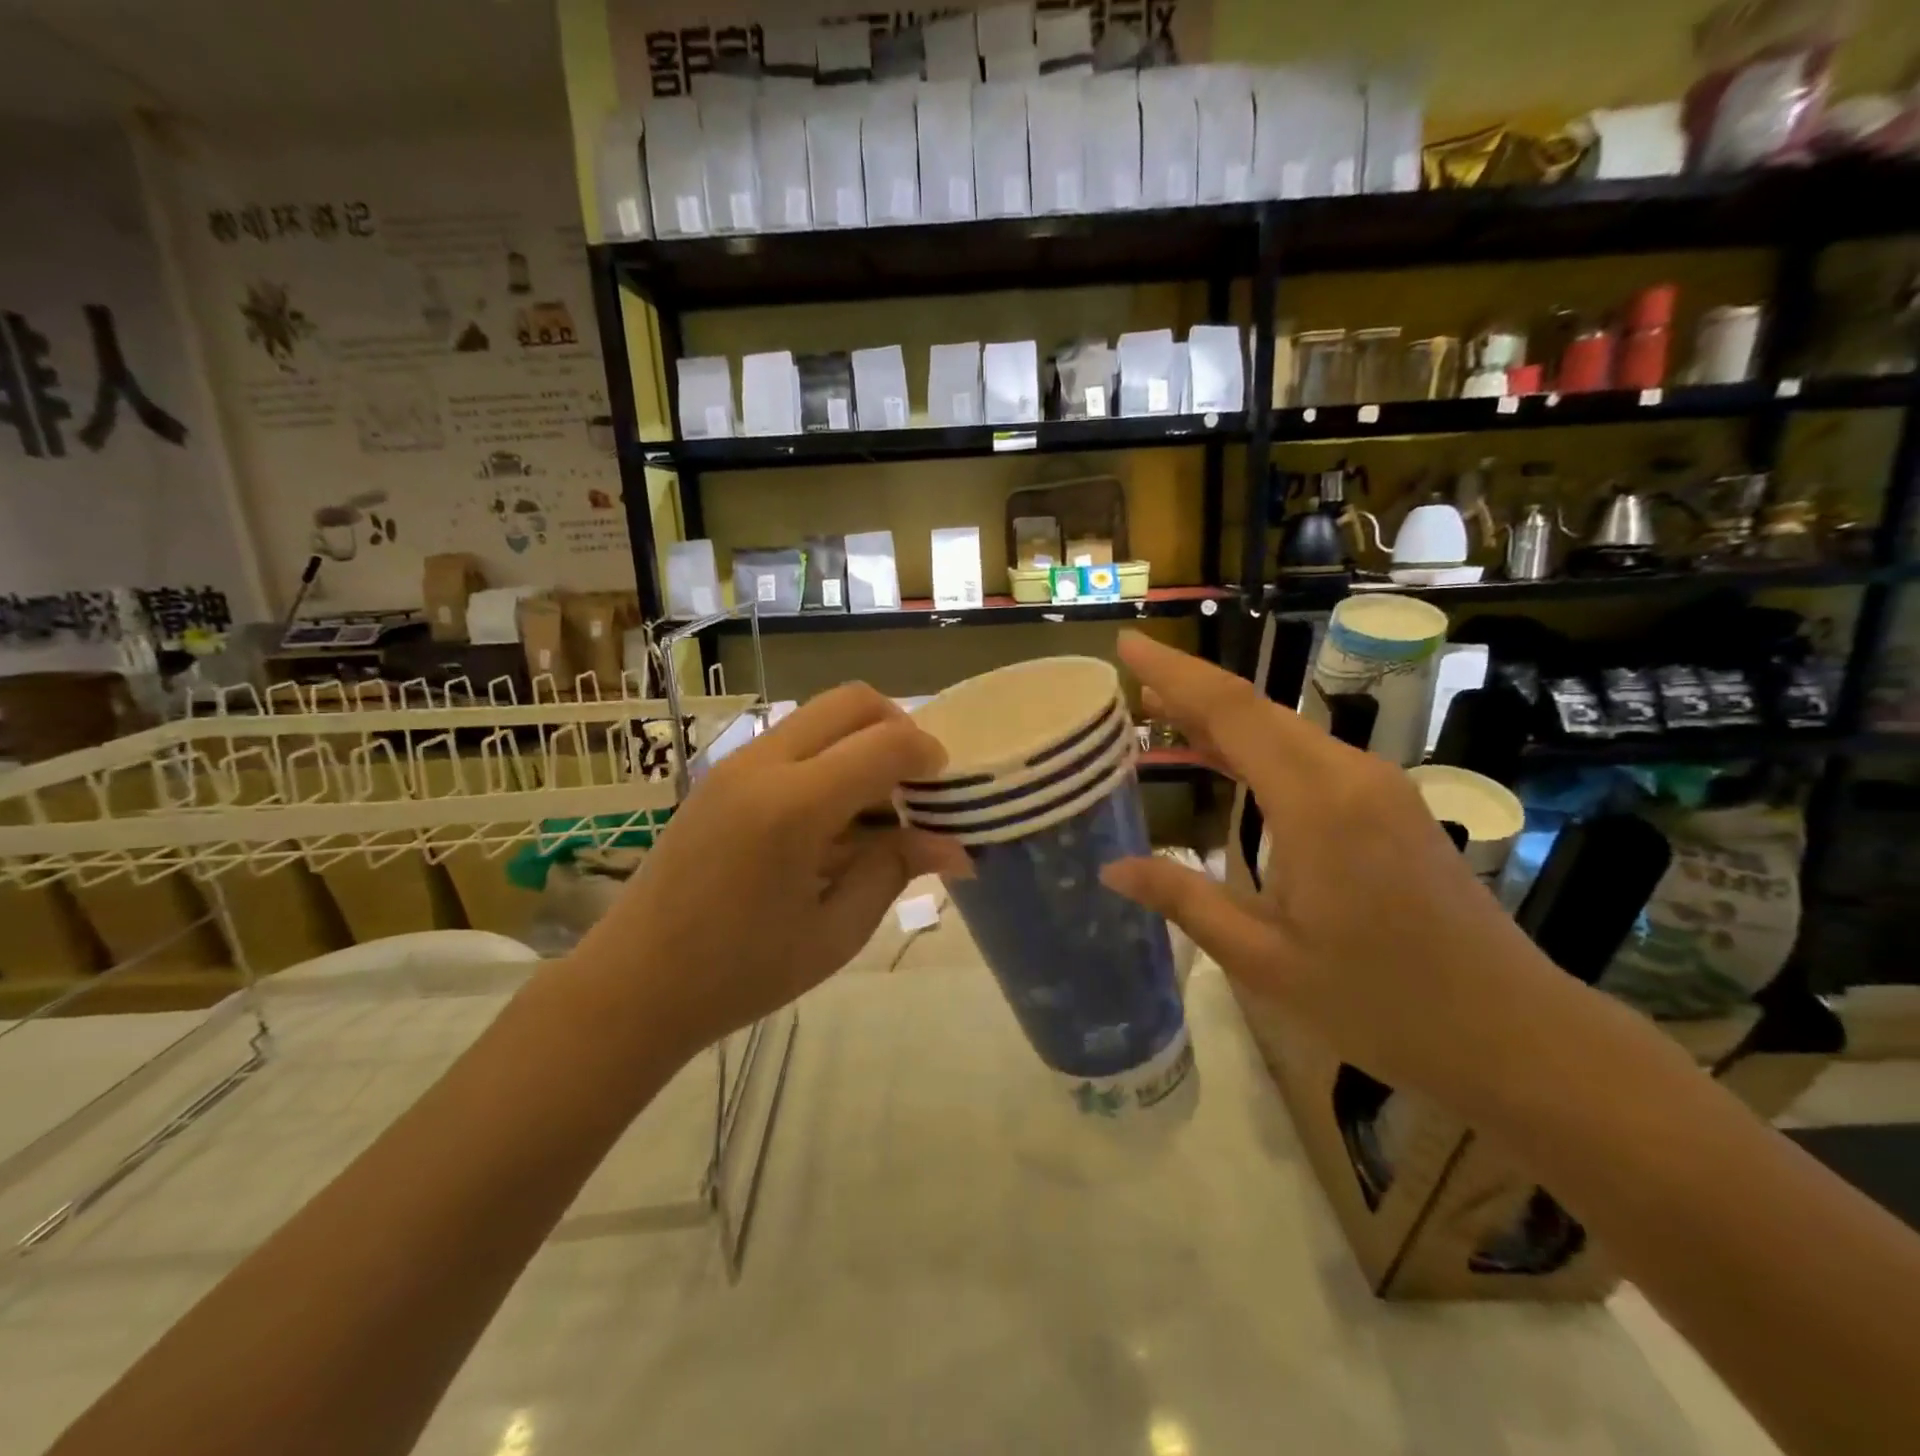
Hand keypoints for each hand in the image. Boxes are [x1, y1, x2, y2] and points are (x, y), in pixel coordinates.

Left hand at [572, 685, 968, 1059]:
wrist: (633, 985)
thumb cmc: (741, 973)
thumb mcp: (835, 932)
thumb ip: (895, 870)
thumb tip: (955, 847)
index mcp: (794, 807)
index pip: (885, 744)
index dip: (928, 756)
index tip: (946, 787)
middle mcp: (762, 765)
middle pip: (851, 701)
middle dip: (898, 727)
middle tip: (914, 783)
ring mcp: (733, 764)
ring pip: (818, 714)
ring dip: (860, 739)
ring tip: (873, 803)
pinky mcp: (718, 775)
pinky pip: (790, 739)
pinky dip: (828, 755)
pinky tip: (830, 816)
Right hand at [1100, 632, 1573, 1106]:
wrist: (1514, 1034)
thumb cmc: (1381, 1003)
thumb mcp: (1264, 959)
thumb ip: (1185, 900)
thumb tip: (1111, 868)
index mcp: (1316, 803)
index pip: (1231, 711)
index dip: (1173, 673)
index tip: (1128, 643)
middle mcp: (1349, 775)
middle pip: (1256, 710)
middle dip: (1190, 689)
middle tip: (1129, 686)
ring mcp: (1377, 787)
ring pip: (1284, 730)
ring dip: (1221, 718)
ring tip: (1159, 713)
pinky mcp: (1389, 806)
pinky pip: (1308, 756)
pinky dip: (1256, 747)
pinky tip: (1225, 759)